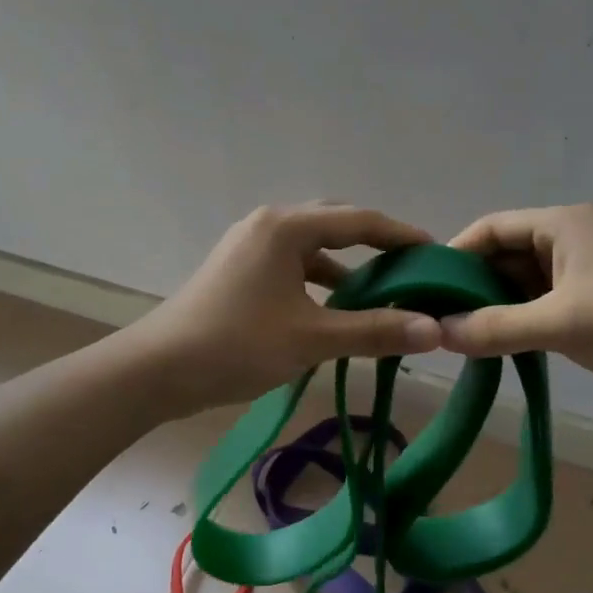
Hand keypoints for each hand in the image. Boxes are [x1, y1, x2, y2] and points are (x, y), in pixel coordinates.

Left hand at [126, 202, 442, 416]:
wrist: (156, 371)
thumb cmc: (236, 345)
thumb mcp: (312, 338)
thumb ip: (375, 330)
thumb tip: (435, 330)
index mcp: (287, 228)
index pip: (360, 221)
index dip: (401, 235)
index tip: (436, 252)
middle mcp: (268, 225)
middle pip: (336, 225)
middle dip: (375, 246)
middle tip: (410, 270)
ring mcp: (249, 246)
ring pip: (312, 248)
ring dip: (346, 268)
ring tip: (380, 295)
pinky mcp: (239, 270)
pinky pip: (292, 266)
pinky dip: (319, 283)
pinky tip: (335, 310)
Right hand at [440, 204, 592, 419]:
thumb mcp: (563, 323)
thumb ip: (496, 327)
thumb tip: (436, 334)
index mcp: (564, 224)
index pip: (492, 228)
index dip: (455, 253)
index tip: (422, 287)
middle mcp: (569, 243)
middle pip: (503, 256)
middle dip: (469, 286)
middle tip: (432, 319)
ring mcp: (580, 278)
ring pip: (519, 287)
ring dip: (490, 309)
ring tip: (451, 337)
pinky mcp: (588, 310)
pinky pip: (537, 310)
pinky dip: (513, 325)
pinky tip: (487, 349)